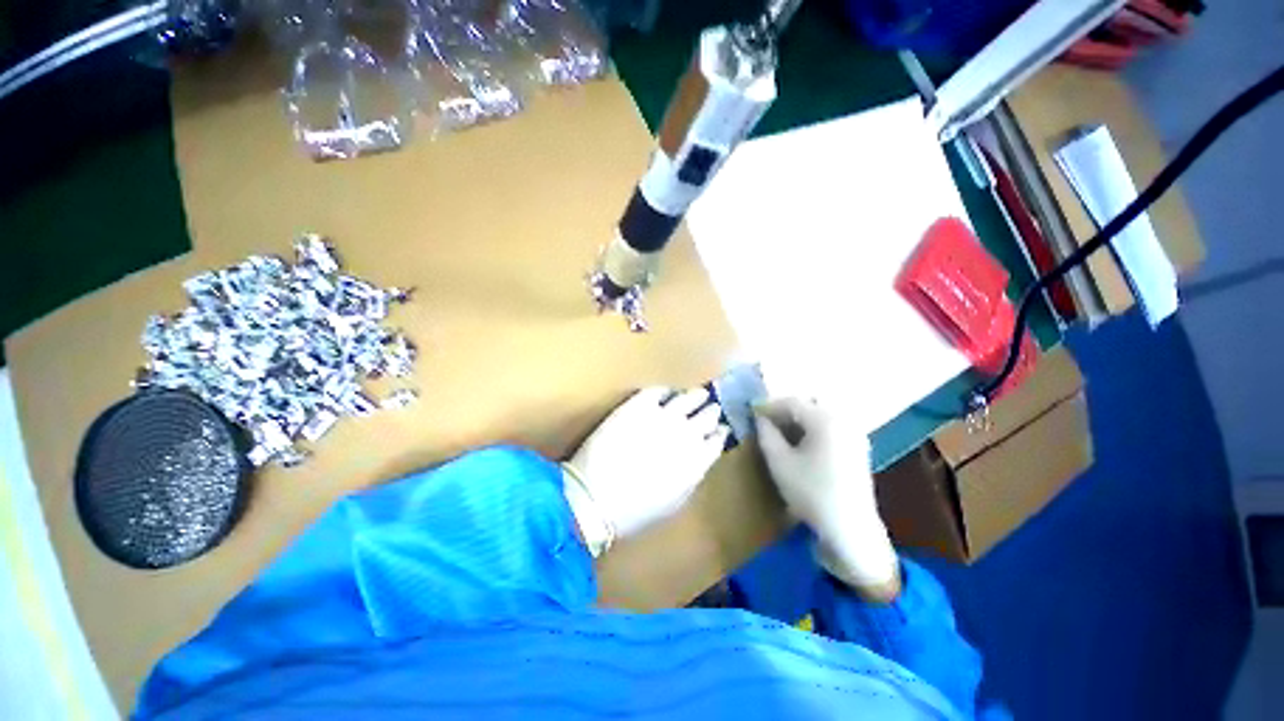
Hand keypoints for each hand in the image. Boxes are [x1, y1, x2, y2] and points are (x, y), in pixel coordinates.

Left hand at [563, 387, 728, 555]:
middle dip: (711, 412)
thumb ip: (693, 475)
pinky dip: (666, 391)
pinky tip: (666, 394)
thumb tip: (701, 457)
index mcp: (698, 459)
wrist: (596, 497)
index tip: (719, 429)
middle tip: (710, 408)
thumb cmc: (636, 510)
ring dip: (695, 396)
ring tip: (696, 395)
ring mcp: (663, 415)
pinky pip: (658, 391)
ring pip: (689, 397)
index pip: (718, 439)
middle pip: (708, 415)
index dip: (719, 432)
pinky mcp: (639, 405)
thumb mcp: (675, 502)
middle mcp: (687, 433)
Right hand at [754, 398, 899, 600]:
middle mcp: (843, 421)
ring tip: (780, 434)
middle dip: (784, 411)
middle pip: (808, 405)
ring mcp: (854, 435)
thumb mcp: (780, 462)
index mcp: (825, 420)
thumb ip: (766, 434)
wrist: (850, 530)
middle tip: (766, 423)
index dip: (768, 406)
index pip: (791, 402)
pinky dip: (812, 430)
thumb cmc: (811, 493)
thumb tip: (760, 419)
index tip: (752, 413)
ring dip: (798, 420)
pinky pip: (830, 428)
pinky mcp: (857, 449)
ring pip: (820, 416)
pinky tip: (800, 445)